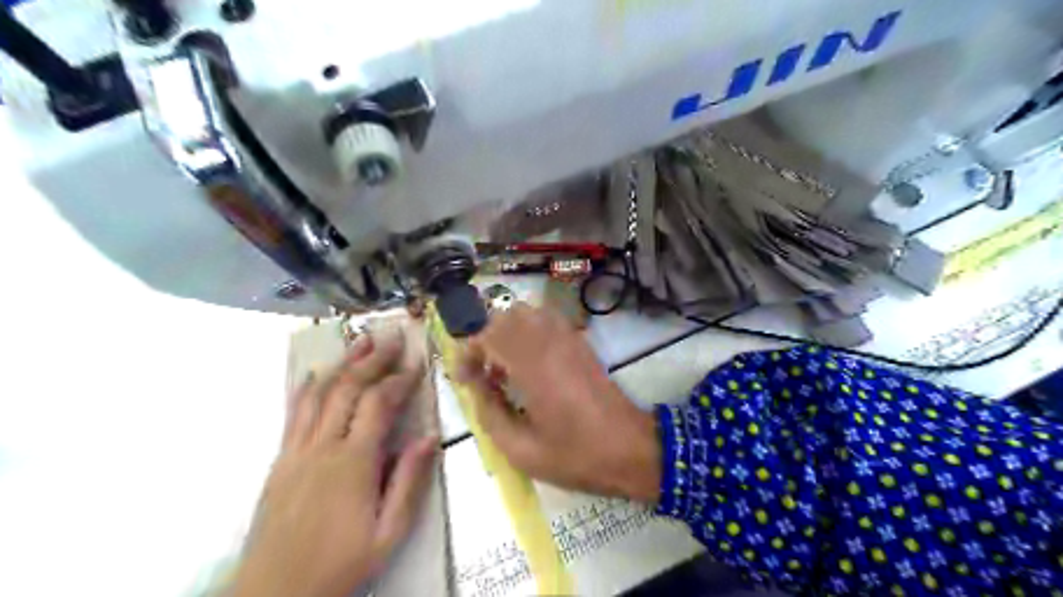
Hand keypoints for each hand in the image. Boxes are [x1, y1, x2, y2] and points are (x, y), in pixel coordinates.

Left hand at [232, 332, 438, 596]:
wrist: (273, 595)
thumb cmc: (339, 565)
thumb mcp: (388, 533)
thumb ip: (409, 482)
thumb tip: (429, 437)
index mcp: (353, 462)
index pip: (378, 404)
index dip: (399, 379)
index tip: (416, 364)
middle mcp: (322, 446)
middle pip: (347, 388)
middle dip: (372, 359)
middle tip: (391, 339)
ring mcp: (296, 450)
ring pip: (319, 394)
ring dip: (342, 364)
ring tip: (359, 342)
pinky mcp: (280, 460)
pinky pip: (294, 413)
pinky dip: (307, 388)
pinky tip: (316, 374)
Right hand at [458, 303, 660, 504]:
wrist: (632, 450)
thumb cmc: (577, 455)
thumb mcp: (522, 451)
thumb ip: (490, 414)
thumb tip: (476, 388)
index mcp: (534, 367)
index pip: (488, 334)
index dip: (468, 352)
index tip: (464, 379)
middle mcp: (550, 342)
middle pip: (505, 316)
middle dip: (485, 340)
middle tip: (483, 374)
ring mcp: (569, 338)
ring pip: (527, 313)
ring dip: (507, 333)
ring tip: (506, 368)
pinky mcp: (581, 343)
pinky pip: (547, 321)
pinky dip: (529, 332)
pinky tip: (531, 364)